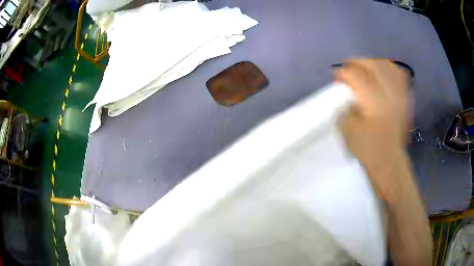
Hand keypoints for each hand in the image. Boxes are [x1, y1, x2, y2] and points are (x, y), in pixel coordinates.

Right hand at [336, 58, 412, 199]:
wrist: (389, 161)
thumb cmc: (368, 151)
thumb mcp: (348, 133)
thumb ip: (345, 110)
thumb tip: (346, 96)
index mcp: (374, 106)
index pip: (358, 78)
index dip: (345, 73)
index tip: (337, 75)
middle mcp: (389, 98)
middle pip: (375, 67)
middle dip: (359, 62)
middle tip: (349, 66)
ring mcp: (400, 97)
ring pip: (389, 68)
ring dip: (374, 63)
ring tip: (366, 67)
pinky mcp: (405, 100)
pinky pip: (399, 76)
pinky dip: (390, 70)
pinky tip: (382, 73)